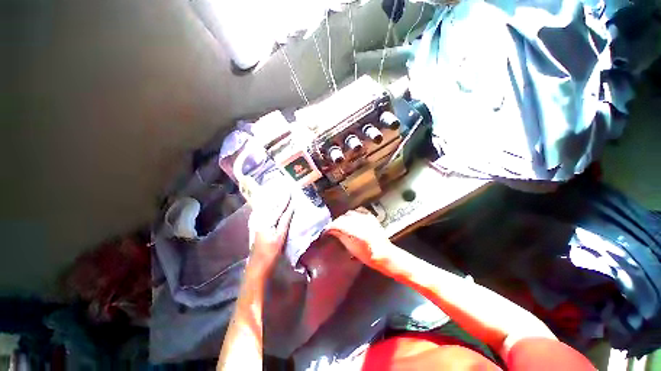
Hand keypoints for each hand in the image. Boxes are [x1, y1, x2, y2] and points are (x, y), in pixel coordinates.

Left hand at [247, 190, 293, 271]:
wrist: (258, 264)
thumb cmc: (271, 251)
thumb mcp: (280, 236)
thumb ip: (285, 221)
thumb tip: (291, 208)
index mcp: (267, 221)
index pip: (279, 207)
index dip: (285, 199)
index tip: (290, 190)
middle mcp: (261, 219)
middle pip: (270, 205)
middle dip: (277, 196)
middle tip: (283, 188)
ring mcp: (258, 222)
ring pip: (266, 208)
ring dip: (273, 200)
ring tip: (278, 193)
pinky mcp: (258, 226)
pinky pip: (264, 212)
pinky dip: (269, 206)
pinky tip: (270, 204)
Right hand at [323, 207, 395, 268]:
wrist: (384, 254)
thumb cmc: (368, 255)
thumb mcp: (352, 249)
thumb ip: (341, 237)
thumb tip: (333, 231)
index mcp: (353, 231)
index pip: (336, 225)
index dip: (329, 228)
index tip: (326, 231)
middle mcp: (359, 222)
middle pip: (342, 218)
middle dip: (335, 223)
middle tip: (332, 228)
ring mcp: (365, 218)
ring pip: (349, 213)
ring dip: (343, 218)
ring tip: (342, 224)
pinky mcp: (370, 217)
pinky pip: (358, 211)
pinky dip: (353, 214)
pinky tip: (352, 218)